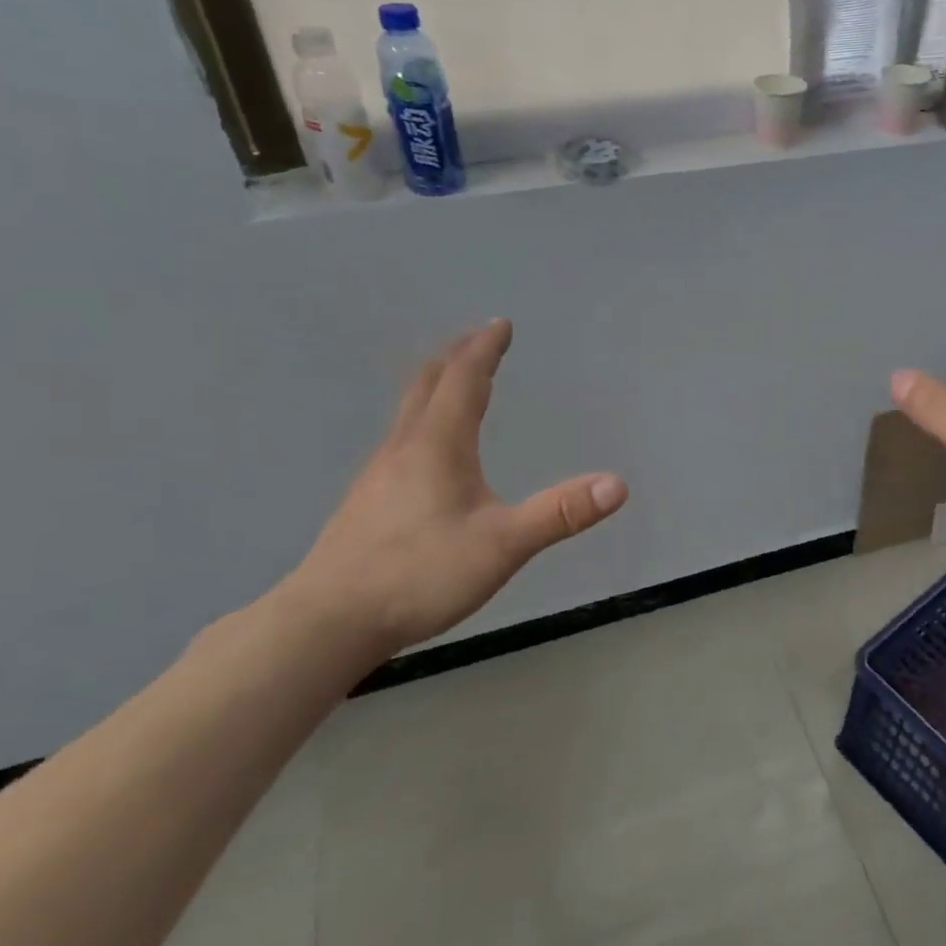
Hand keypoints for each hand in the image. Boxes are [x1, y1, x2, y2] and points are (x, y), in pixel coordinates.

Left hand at [280, 319, 626, 656]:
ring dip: (436, 386)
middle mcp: (404, 448)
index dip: (484, 349)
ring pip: (408, 411)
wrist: (328, 620)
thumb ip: (560, 514)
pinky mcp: (365, 501)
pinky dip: (421, 419)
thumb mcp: (503, 545)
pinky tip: (425, 451)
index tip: (500, 324)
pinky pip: (399, 439)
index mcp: (438, 445)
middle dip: (457, 357)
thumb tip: (617, 484)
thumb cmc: (420, 574)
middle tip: (478, 341)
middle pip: (428, 384)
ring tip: (455, 384)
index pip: (464, 379)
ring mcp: (378, 474)